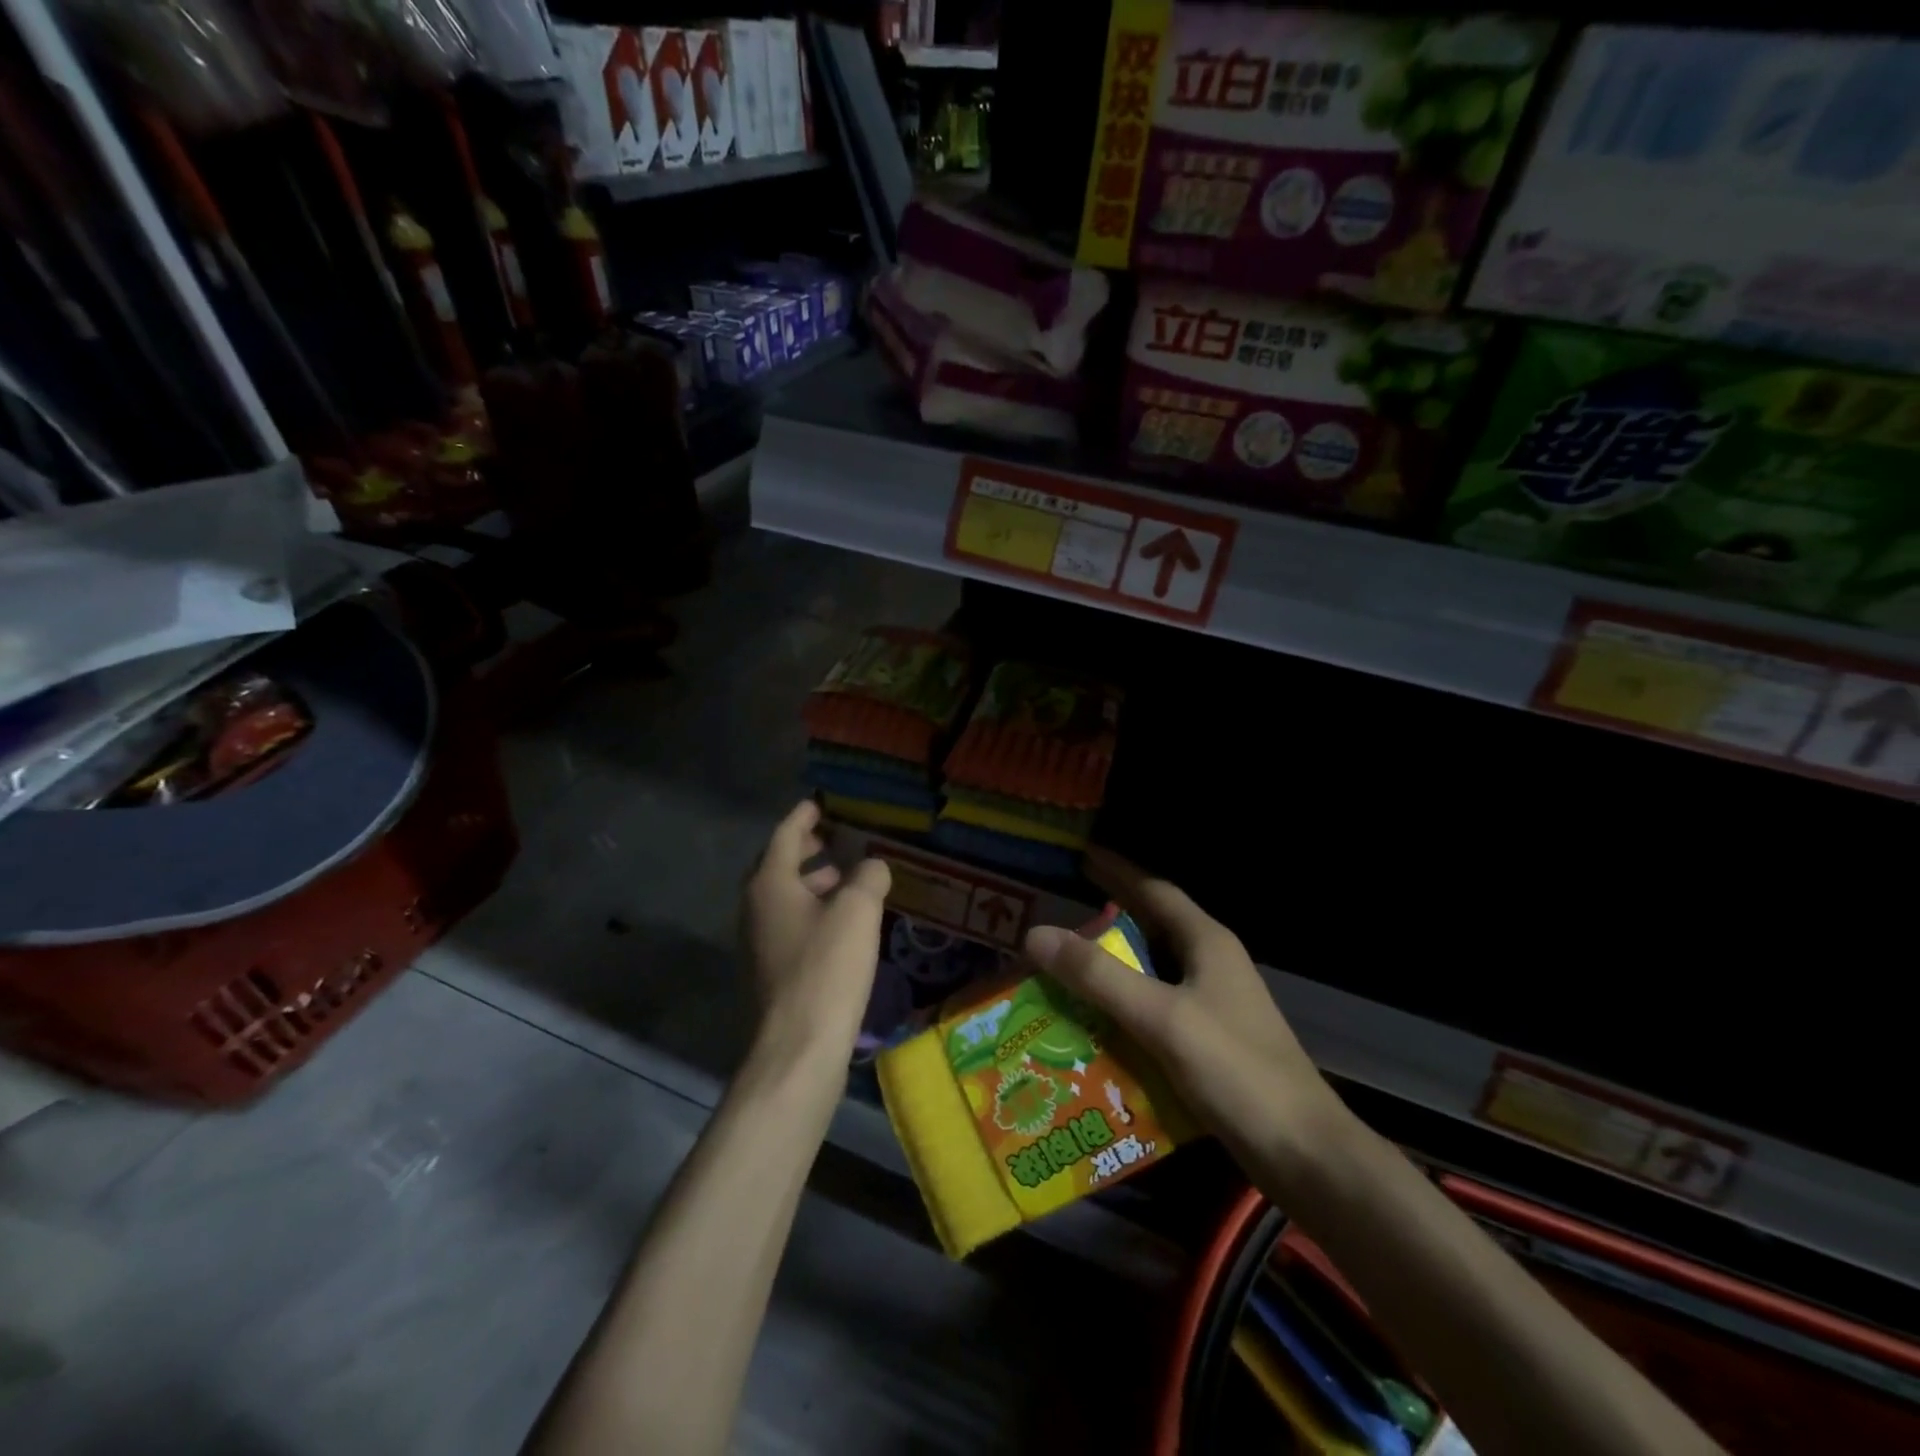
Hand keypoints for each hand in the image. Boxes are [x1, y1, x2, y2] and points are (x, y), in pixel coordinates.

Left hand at [741, 801, 891, 1060]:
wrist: (798, 1046)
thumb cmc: (827, 967)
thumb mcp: (858, 911)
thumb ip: (868, 876)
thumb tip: (873, 866)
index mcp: (769, 883)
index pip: (785, 834)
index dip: (805, 816)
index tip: (820, 802)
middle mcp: (754, 906)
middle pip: (778, 864)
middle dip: (807, 849)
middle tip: (836, 839)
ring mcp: (758, 941)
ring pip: (784, 896)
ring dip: (812, 882)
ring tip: (846, 880)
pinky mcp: (769, 969)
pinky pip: (789, 923)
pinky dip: (812, 910)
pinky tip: (841, 923)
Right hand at [1022, 848, 1342, 1164]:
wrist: (1304, 1154)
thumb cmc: (1236, 1071)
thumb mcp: (1161, 1017)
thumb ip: (1099, 976)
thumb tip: (1036, 934)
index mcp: (1206, 943)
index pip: (1155, 890)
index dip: (1118, 871)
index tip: (1082, 857)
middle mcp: (1211, 966)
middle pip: (1153, 929)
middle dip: (1109, 919)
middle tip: (1061, 916)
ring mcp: (1213, 1006)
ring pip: (1152, 973)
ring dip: (1113, 968)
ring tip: (1066, 968)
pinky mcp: (1210, 1044)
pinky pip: (1155, 1012)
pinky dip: (1123, 1009)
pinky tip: (1094, 1024)